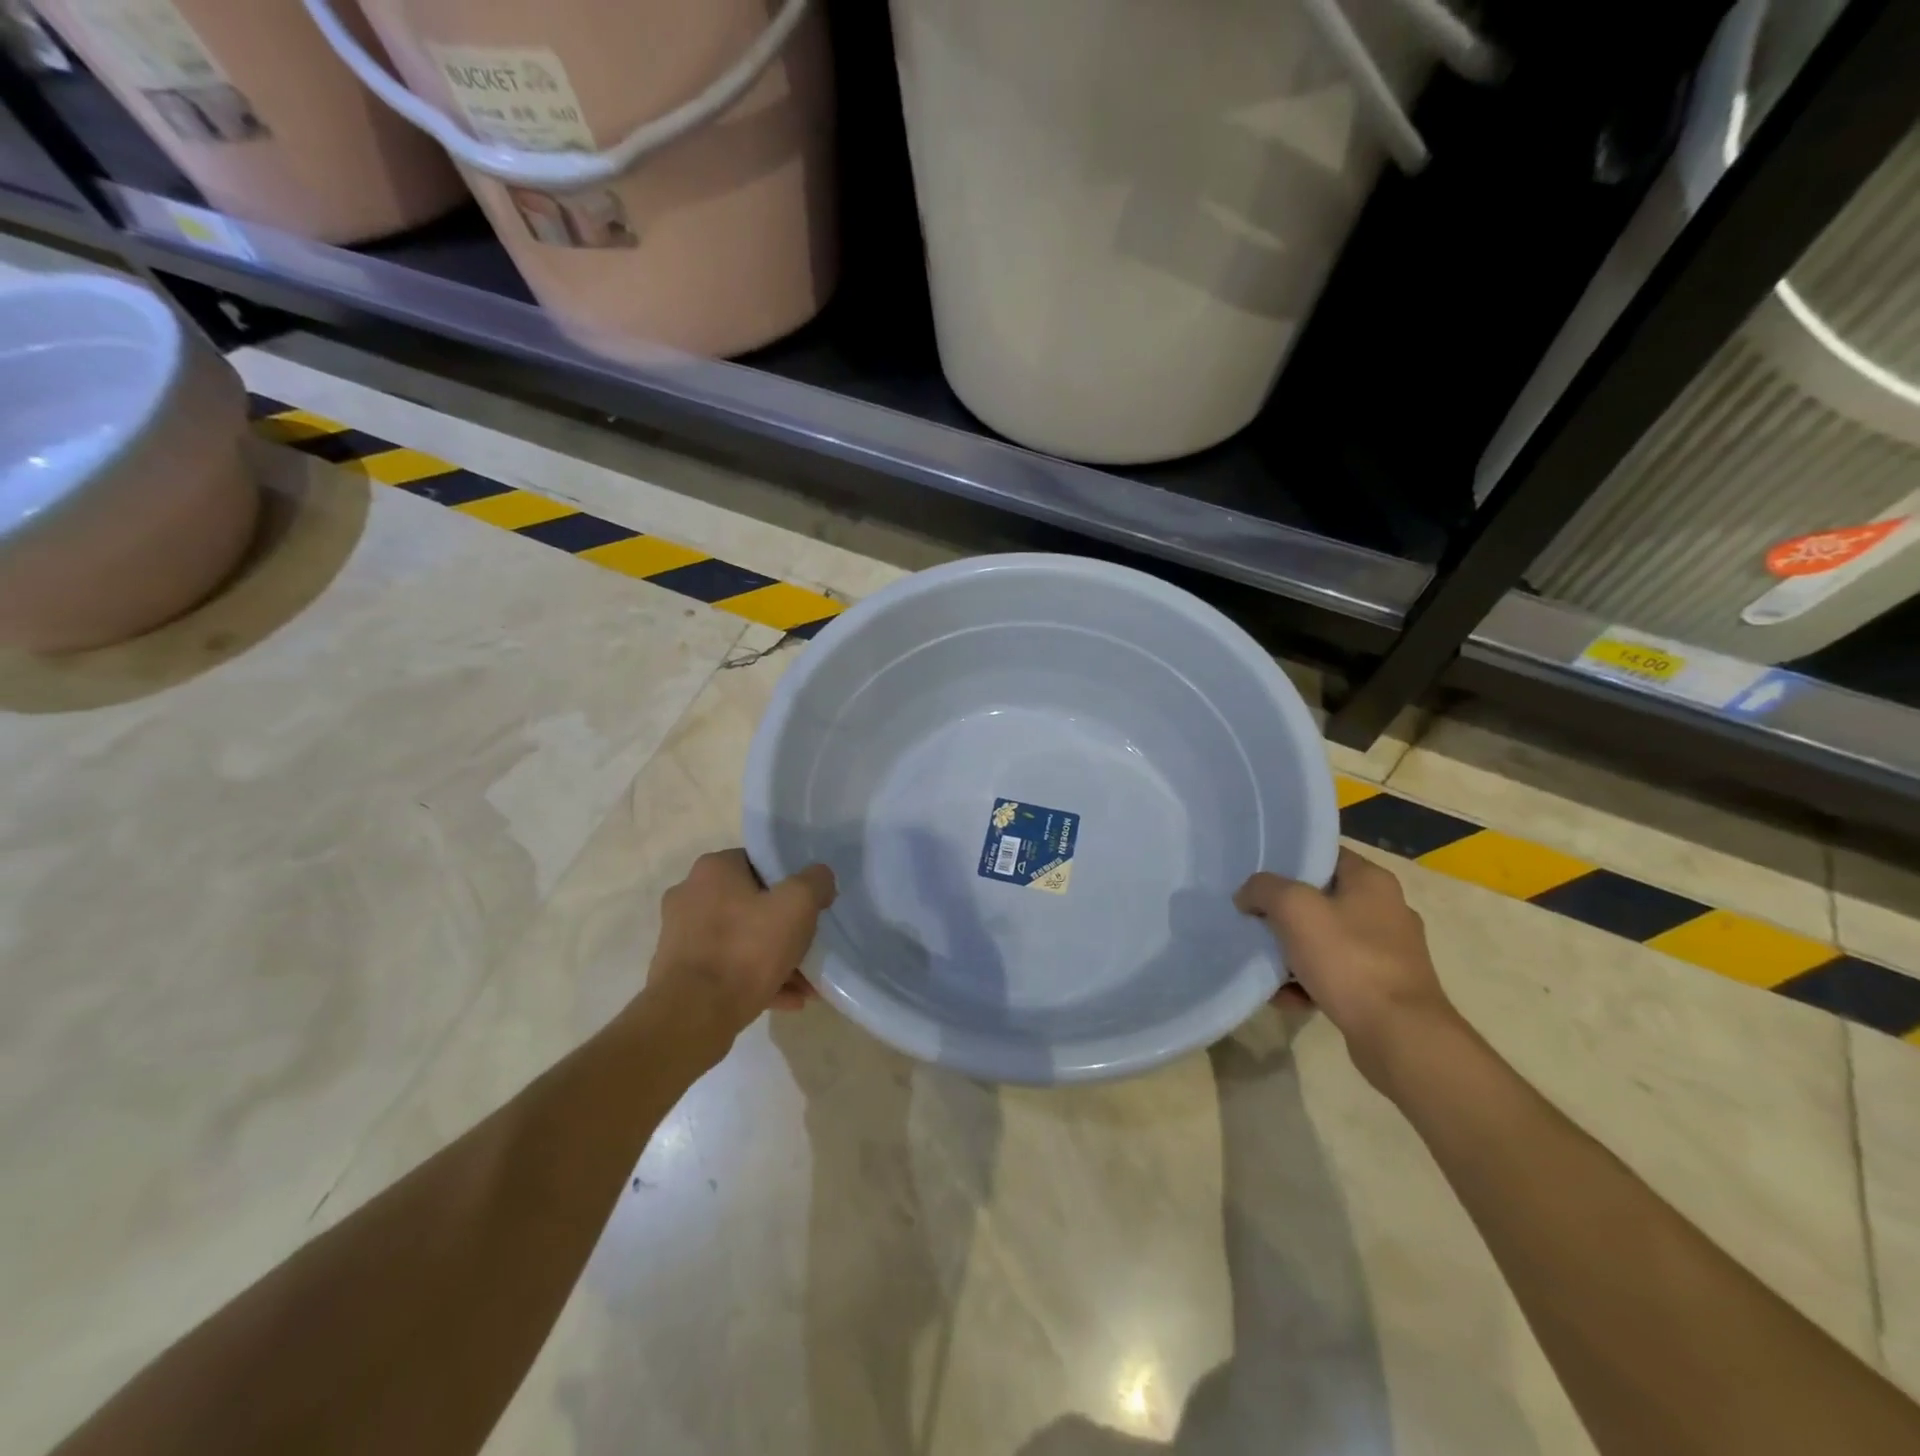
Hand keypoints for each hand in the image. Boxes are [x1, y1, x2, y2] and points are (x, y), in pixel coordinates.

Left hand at [644, 850, 834, 1050]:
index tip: (809, 905)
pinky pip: (727, 968)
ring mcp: (681, 936)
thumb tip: (820, 877)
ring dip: (774, 958)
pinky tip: (787, 1000)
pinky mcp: (679, 972)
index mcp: (713, 870)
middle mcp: (690, 895)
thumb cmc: (746, 949)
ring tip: (805, 984)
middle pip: (751, 904)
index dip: (789, 882)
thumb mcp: (797, 906)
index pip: (759, 863)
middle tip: (809, 945)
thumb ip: (815, 882)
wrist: (692, 1017)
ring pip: (741, 940)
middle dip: (784, 927)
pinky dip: (755, 979)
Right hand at [1235, 846, 1457, 1086]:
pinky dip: (1309, 983)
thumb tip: (1248, 895)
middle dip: (1284, 913)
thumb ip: (1263, 889)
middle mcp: (1386, 910)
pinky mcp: (1384, 989)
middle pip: (1321, 900)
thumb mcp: (1294, 908)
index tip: (1256, 877)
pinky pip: (1336, 975)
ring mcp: (1389, 953)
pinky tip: (1287, 998)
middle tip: (1254, 921)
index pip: (1324, 855)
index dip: (1288, 862)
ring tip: (1267, 967)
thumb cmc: (1348, 959)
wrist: (1399, 1036)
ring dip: (1292, 953)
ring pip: (1325, 940)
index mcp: (1372, 881)